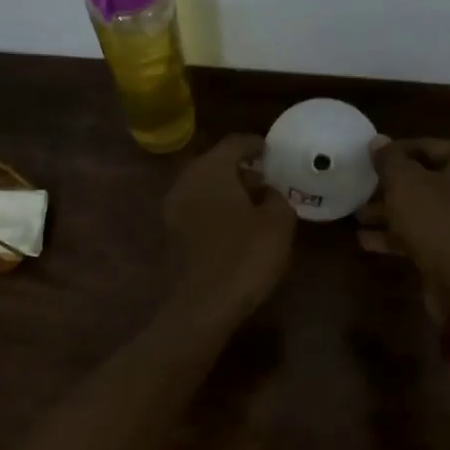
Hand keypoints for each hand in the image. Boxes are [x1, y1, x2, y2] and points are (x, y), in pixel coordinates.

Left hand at [162, 133, 295, 326]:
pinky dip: (217, 209)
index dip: (257, 144)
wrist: (201, 306)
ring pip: (205, 186)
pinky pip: (198, 208)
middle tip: (269, 179)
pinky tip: (238, 226)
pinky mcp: (172, 233)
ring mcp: (174, 208)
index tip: (275, 152)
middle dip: (243, 168)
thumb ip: (278, 197)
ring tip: (257, 204)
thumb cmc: (244, 256)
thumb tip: (270, 191)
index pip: (235, 143)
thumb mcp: (278, 223)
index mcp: (211, 169)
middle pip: (216, 163)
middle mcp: (187, 181)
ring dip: (229, 190)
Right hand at [361, 138, 449, 320]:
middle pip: (425, 179)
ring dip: (390, 212)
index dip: (393, 153)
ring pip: (423, 209)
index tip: (365, 161)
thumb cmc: (439, 220)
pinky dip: (400, 235)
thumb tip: (377, 141)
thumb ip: (389, 160)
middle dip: (390, 187)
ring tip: (357, 216)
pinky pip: (426, 235)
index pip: (426, 146)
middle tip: (359, 189)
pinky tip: (366, 241)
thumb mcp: (405, 183)